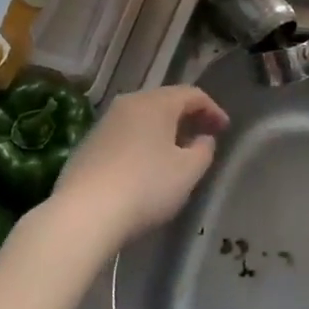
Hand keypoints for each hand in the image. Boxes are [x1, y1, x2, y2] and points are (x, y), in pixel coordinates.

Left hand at [50, 85, 228, 246]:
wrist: (84, 214)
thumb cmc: (145, 187)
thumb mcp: (188, 172)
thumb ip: (203, 151)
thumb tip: (203, 139)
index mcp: (155, 103)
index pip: (192, 94)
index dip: (212, 109)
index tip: (224, 129)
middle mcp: (128, 104)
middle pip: (165, 102)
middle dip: (187, 117)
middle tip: (203, 137)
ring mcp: (104, 123)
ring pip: (142, 118)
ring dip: (163, 131)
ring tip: (176, 153)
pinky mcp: (87, 145)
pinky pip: (124, 135)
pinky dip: (142, 143)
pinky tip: (145, 167)